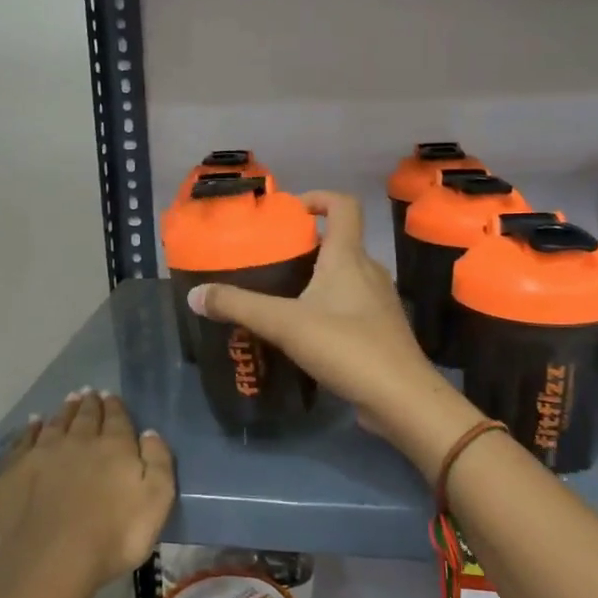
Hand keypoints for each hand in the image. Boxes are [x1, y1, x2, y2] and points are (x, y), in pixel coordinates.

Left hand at [0, 390, 174, 595]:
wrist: (51, 560)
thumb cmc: (114, 536)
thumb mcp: (157, 501)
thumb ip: (158, 461)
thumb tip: (149, 433)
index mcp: (114, 446)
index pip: (116, 418)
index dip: (115, 406)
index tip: (111, 396)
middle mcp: (78, 441)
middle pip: (85, 416)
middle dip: (89, 404)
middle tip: (89, 393)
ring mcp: (42, 454)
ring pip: (55, 424)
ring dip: (63, 411)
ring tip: (68, 400)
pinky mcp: (14, 471)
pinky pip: (24, 440)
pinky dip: (30, 429)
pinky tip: (34, 424)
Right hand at [187, 193, 482, 485]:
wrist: (401, 399)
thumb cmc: (346, 347)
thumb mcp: (284, 323)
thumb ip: (239, 306)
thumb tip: (196, 294)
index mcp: (349, 258)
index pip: (343, 206)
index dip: (318, 198)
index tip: (290, 210)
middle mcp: (369, 272)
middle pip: (340, 242)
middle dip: (307, 244)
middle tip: (272, 259)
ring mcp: (379, 303)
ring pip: (345, 276)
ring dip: (317, 278)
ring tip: (282, 294)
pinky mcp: (380, 331)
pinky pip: (350, 305)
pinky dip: (327, 307)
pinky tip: (304, 331)